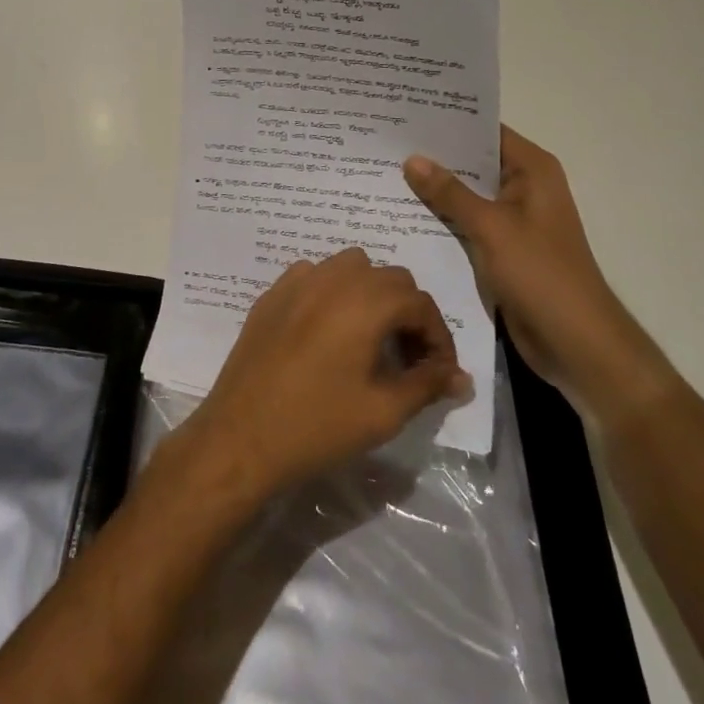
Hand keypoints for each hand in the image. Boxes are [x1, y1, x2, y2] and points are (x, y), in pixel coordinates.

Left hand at [176, 249, 469, 501]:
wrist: (242, 435)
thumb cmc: (318, 425)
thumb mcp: (384, 411)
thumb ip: (427, 385)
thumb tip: (460, 377)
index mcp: (365, 302)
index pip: (420, 304)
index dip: (439, 338)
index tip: (440, 374)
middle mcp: (333, 278)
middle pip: (390, 278)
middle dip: (409, 314)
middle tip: (409, 359)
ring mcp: (297, 281)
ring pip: (351, 267)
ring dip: (372, 295)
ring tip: (372, 339)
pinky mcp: (272, 294)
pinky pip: (315, 276)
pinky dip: (334, 292)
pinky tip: (329, 330)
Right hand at [405, 127, 669, 417]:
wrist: (576, 342)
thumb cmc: (540, 274)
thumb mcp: (491, 227)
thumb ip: (450, 192)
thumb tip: (412, 158)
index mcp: (532, 170)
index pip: (485, 131)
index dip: (449, 121)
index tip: (406, 112)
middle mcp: (523, 187)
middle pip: (473, 161)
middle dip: (434, 155)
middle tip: (384, 140)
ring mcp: (512, 220)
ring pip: (466, 195)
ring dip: (434, 189)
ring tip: (383, 170)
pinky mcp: (501, 248)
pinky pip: (465, 223)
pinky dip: (441, 218)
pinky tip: (402, 213)